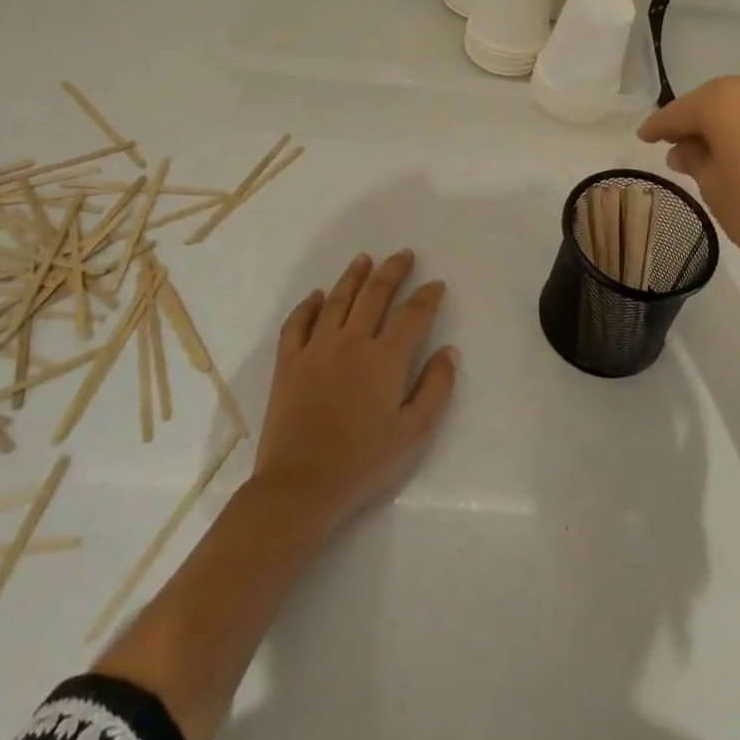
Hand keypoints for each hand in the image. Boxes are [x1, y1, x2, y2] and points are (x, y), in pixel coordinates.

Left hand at [250, 250, 457, 534]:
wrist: (301, 484)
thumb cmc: (363, 462)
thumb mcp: (413, 432)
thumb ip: (435, 388)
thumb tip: (450, 351)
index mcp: (385, 358)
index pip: (413, 315)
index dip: (427, 296)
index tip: (436, 284)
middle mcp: (352, 342)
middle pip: (375, 294)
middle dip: (393, 271)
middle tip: (404, 255)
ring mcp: (316, 348)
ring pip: (338, 299)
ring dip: (354, 276)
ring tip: (365, 259)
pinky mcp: (289, 362)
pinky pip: (298, 323)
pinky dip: (309, 305)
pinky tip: (318, 296)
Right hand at [637, 72, 739, 307]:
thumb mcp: (713, 186)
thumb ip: (694, 158)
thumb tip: (683, 148)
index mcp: (725, 99)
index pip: (681, 110)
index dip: (659, 126)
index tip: (643, 137)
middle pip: (715, 100)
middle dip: (696, 121)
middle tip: (676, 145)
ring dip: (727, 123)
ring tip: (712, 150)